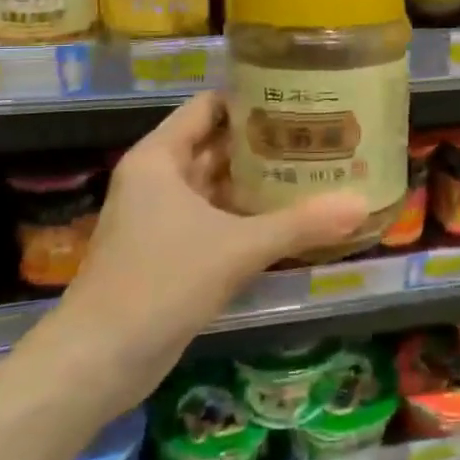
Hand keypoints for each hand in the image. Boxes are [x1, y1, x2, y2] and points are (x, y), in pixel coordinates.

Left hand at [52, 92, 367, 394]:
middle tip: (319, 133)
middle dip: (265, 141)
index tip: (300, 97)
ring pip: (218, 184)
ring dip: (259, 180)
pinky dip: (248, 215)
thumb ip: (300, 224)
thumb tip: (362, 205)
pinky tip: (290, 217)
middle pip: (218, 144)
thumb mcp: (237, 248)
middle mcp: (158, 179)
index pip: (210, 106)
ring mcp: (161, 217)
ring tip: (315, 168)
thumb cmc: (160, 283)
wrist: (97, 362)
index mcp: (160, 158)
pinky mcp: (169, 251)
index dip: (252, 98)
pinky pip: (216, 218)